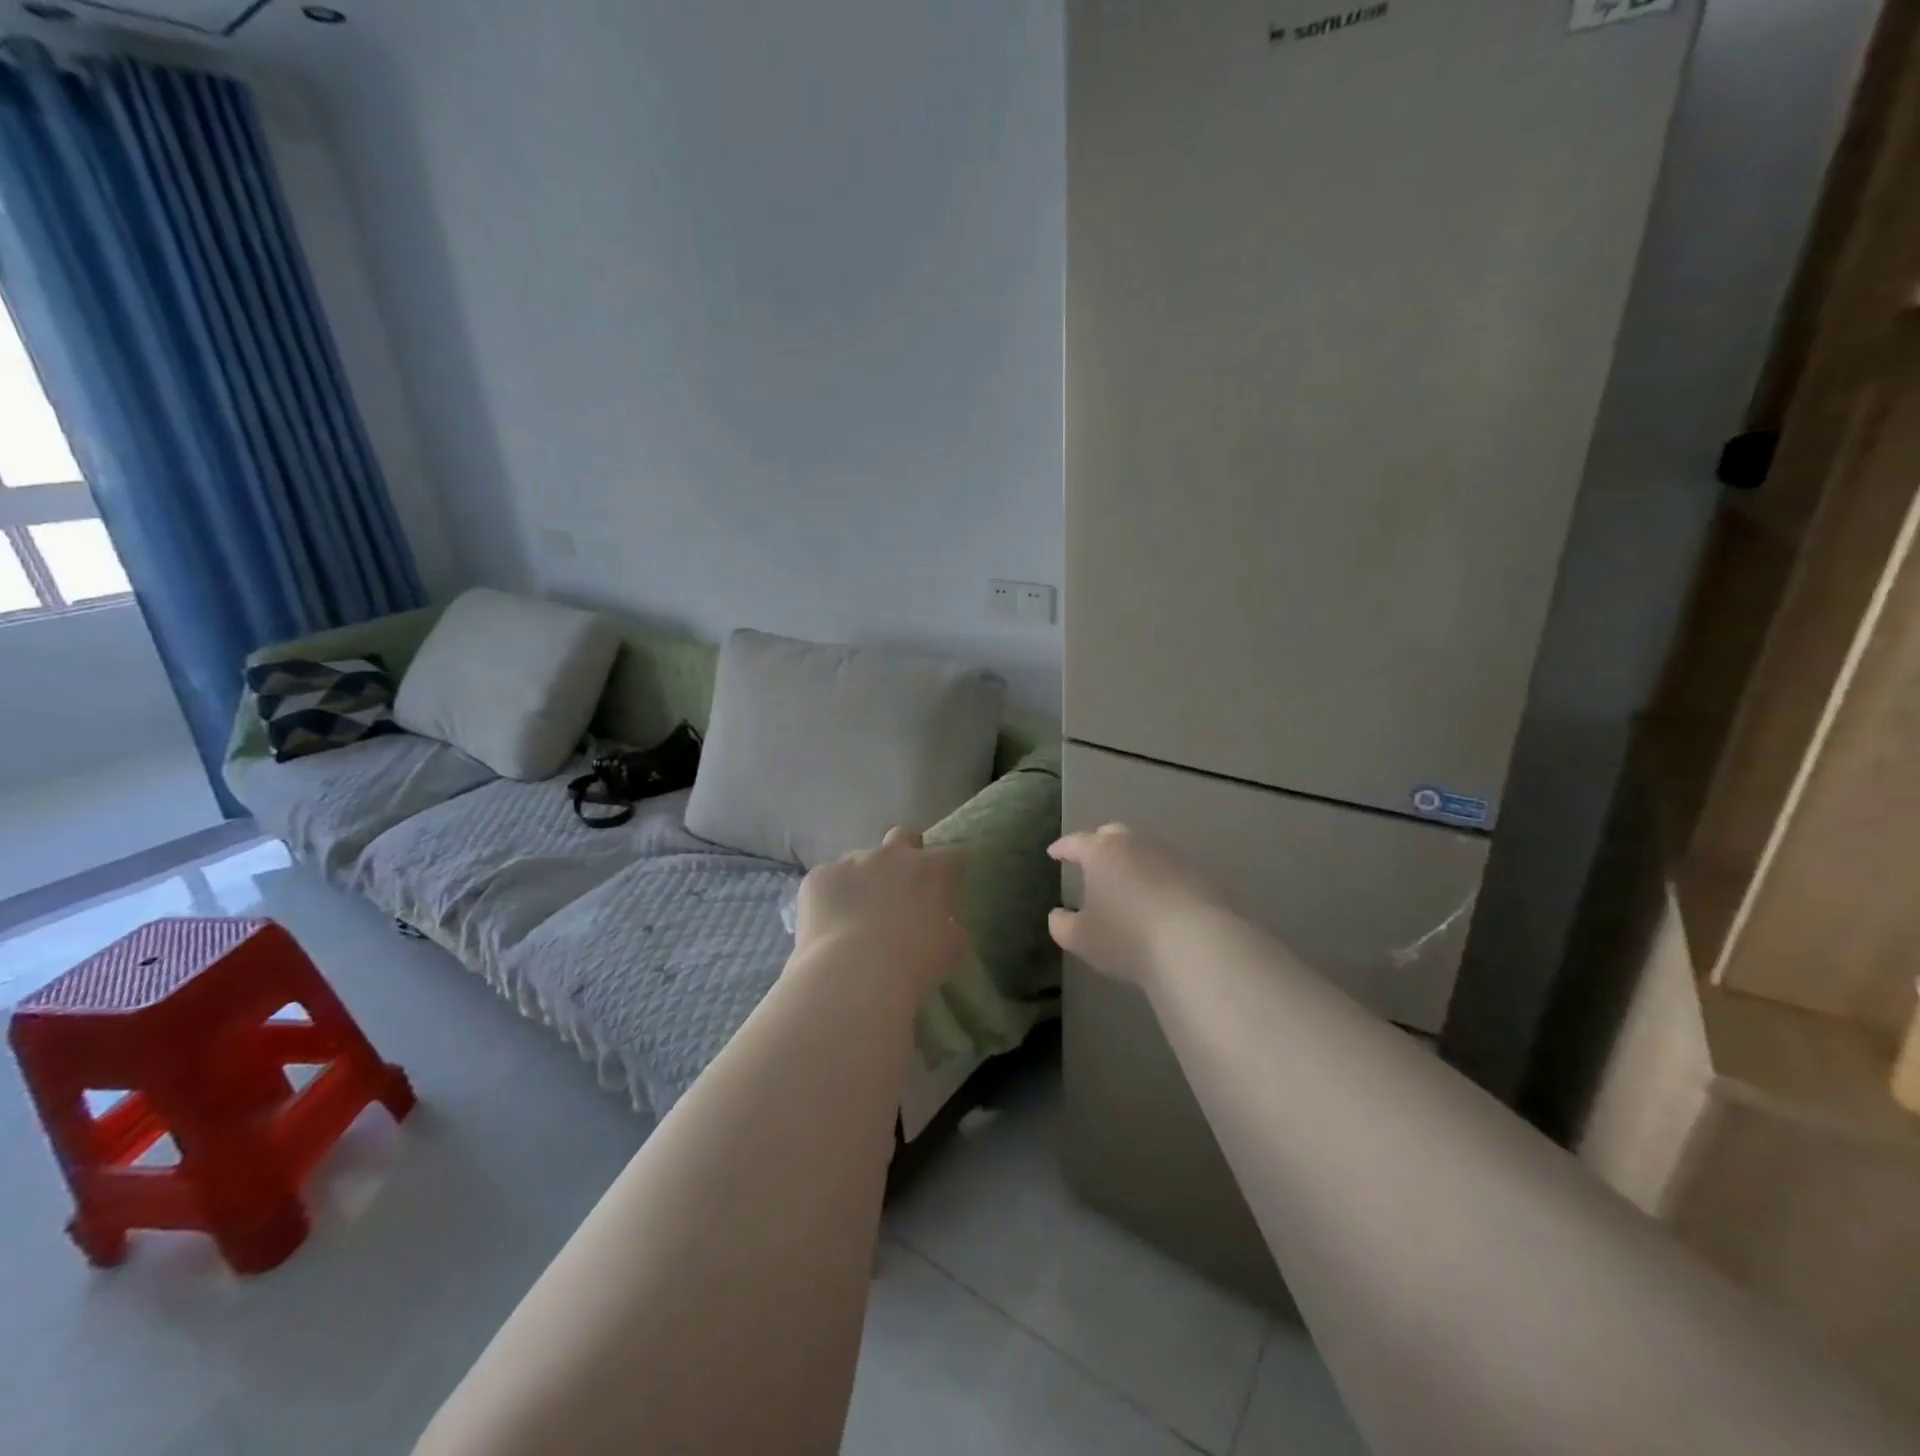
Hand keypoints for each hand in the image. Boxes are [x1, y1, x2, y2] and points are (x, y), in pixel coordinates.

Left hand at [794, 828, 967, 1000]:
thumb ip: (951, 925)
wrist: (853, 975)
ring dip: (864, 879)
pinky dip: (830, 896)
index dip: (947, 873)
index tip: (942, 892)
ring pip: (860, 860)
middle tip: (899, 885)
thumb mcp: (952, 948)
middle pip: (903, 836)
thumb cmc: (913, 964)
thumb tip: (945, 921)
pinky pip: (828, 880)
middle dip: (904, 853)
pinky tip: (828, 925)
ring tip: (856, 916)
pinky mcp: (820, 875)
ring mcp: (853, 861)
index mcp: (932, 869)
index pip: (951, 856)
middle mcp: (893, 854)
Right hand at [1048, 825, 1218, 984]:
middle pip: (1112, 835)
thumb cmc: (1126, 937)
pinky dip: (1156, 880)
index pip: (1075, 842)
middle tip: (1090, 861)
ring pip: (1143, 851)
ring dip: (1130, 863)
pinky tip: (1155, 901)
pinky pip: (1167, 871)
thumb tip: (1058, 915)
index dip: (1062, 848)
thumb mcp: (1081, 938)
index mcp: (1101, 852)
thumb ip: (1062, 924)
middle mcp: (1135, 845)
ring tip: (1124, 884)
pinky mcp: (1197, 875)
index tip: (1053, 853)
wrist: (1195, 945)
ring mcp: (1169, 857)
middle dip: (1098, 845)